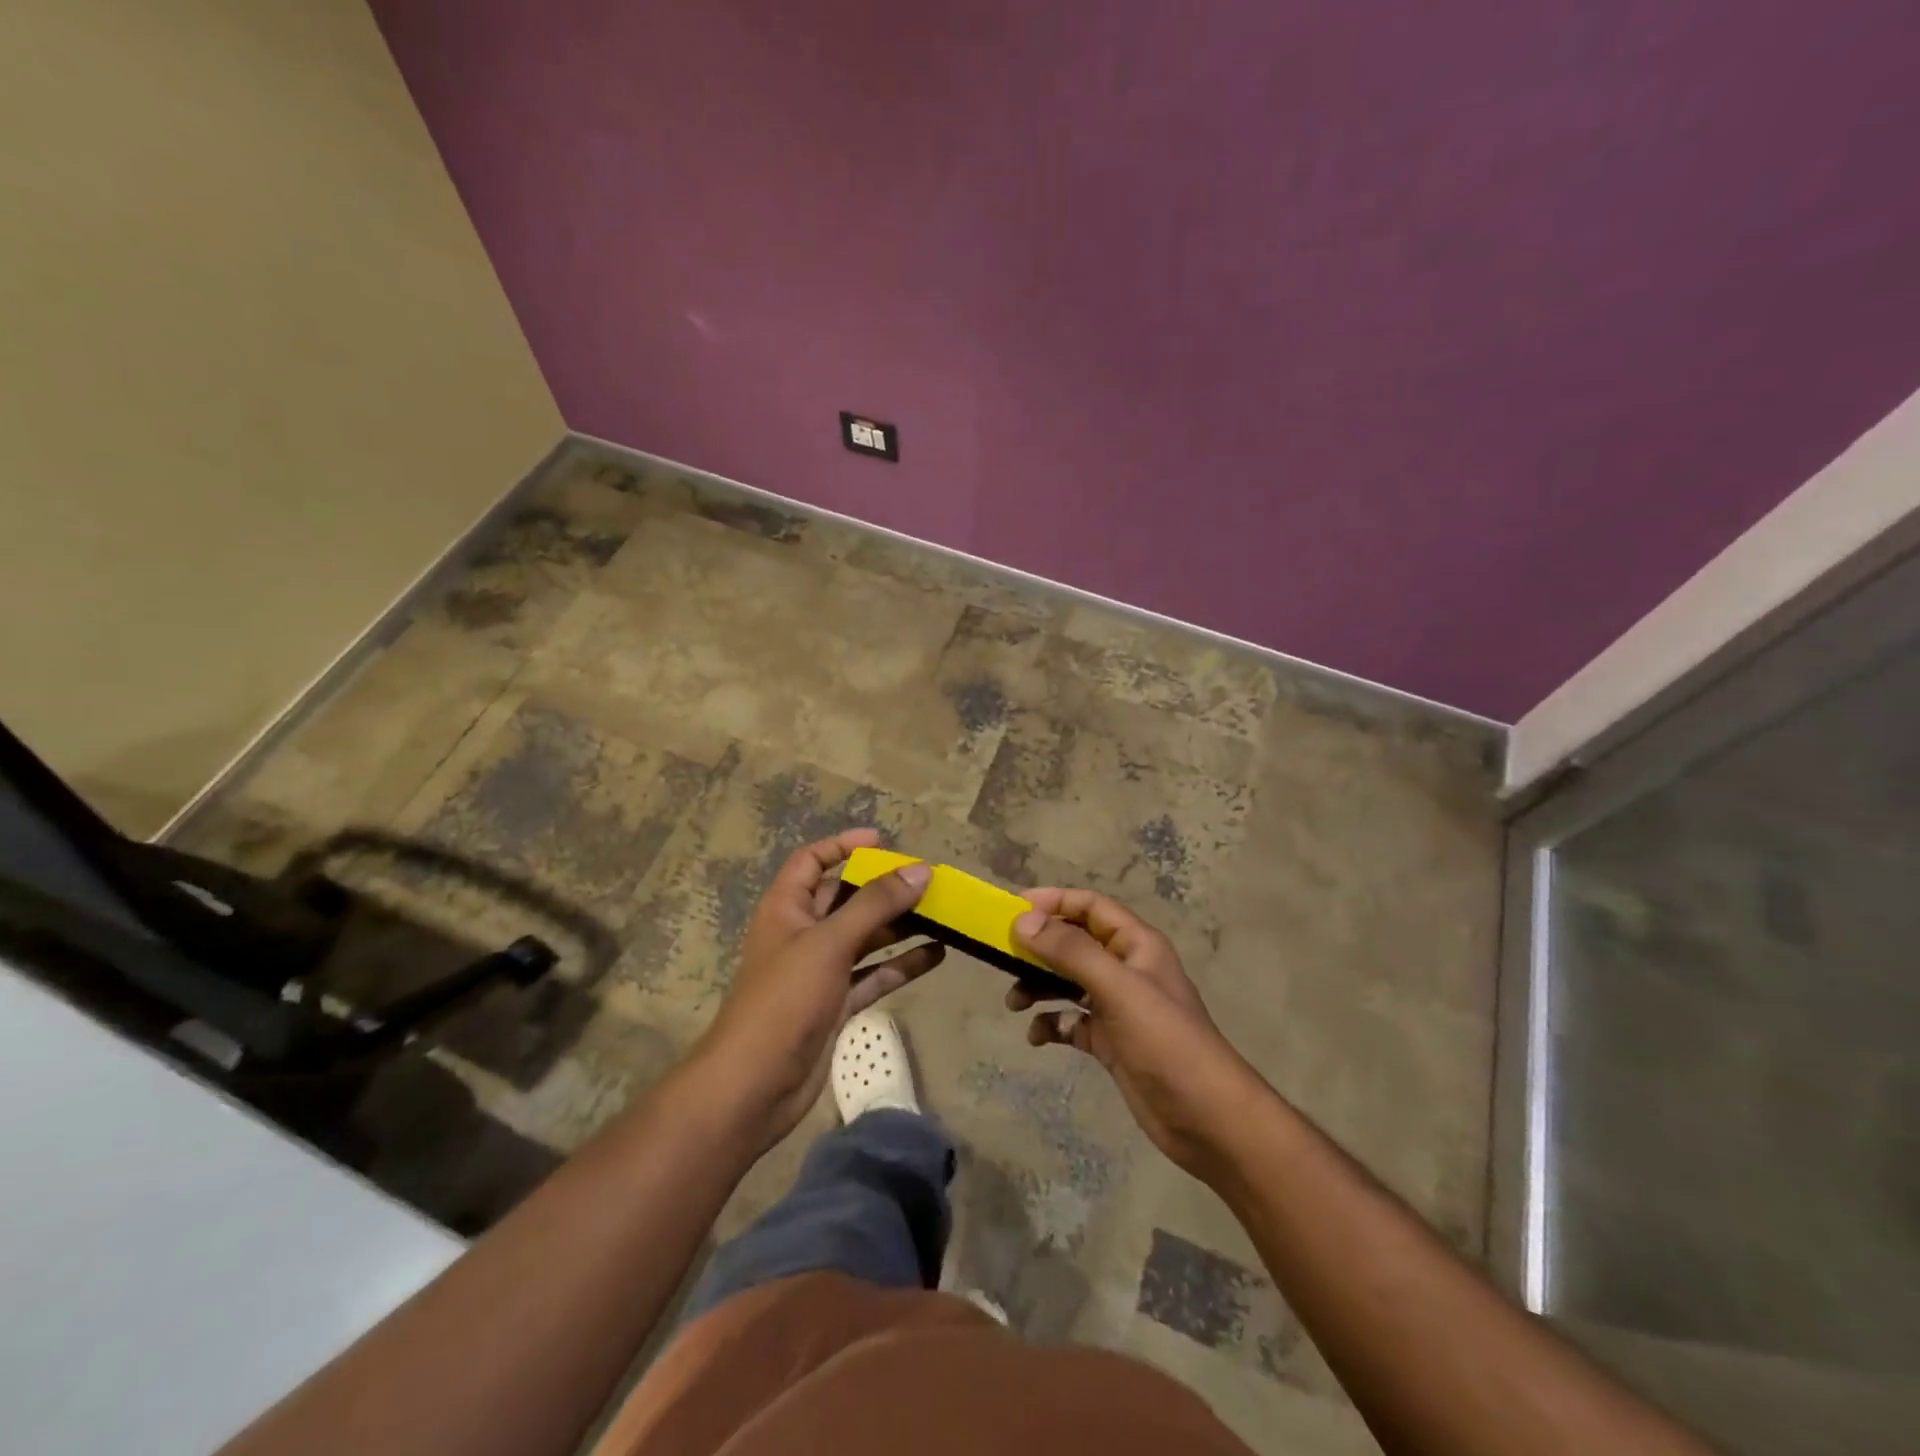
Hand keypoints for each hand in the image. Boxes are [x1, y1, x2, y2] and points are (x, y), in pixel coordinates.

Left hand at [692, 829, 942, 1148]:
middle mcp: (803, 934)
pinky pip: (874, 974)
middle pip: (846, 898)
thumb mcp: (830, 942)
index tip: (884, 841)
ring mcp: (820, 971)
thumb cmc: (784, 1000)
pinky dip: (902, 964)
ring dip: (900, 926)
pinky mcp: (836, 1004)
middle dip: (884, 888)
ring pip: (865, 938)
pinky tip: (937, 955)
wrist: (754, 1086)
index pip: (811, 860)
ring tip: (943, 914)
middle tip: (928, 881)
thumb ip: (876, 904)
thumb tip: (921, 870)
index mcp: (786, 908)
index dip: (843, 845)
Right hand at [1009, 888, 1263, 1176]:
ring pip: (1068, 982)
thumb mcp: (1117, 989)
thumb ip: (1071, 951)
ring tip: (1013, 1001)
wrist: (1205, 1118)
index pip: (1090, 907)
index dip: (1054, 902)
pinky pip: (1071, 1022)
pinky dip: (1051, 1024)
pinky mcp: (1111, 1042)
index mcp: (1135, 945)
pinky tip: (1038, 1036)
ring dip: (1039, 985)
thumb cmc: (1165, 1041)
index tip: (1013, 910)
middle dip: (1039, 947)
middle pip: (1075, 943)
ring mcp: (1118, 1007)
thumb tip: (1023, 921)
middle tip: (1002, 956)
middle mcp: (1125, 969)